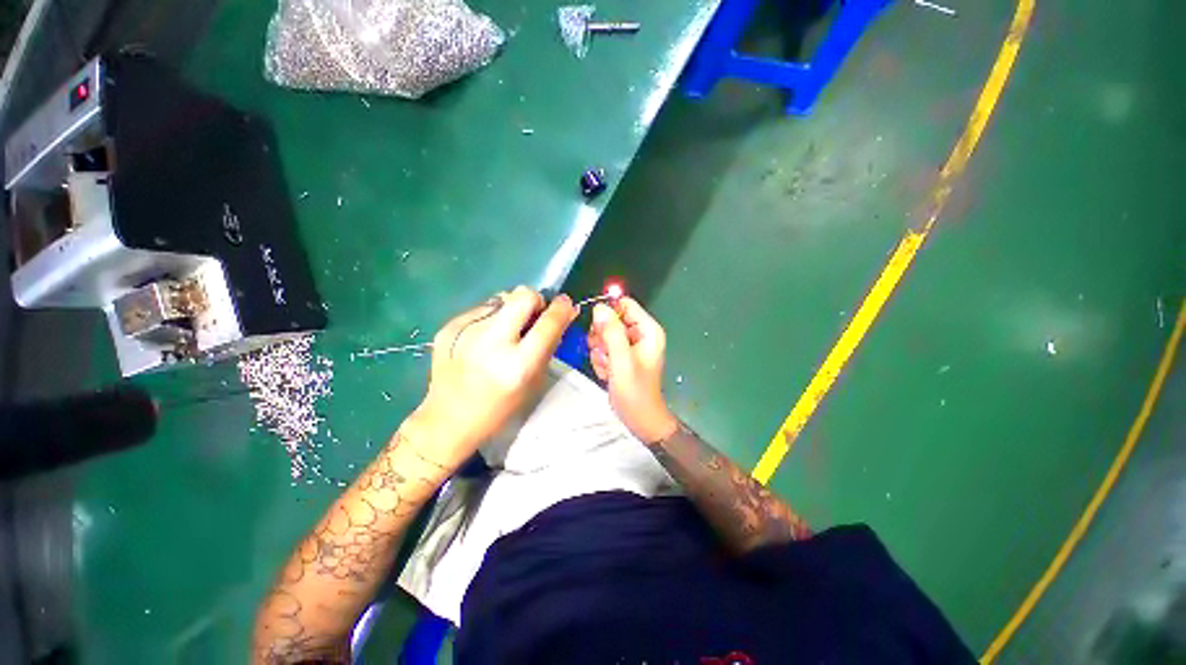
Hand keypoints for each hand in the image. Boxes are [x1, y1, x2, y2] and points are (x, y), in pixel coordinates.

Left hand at [415, 286, 576, 468]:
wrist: (448, 419)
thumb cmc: (500, 407)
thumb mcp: (534, 381)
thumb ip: (550, 345)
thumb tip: (564, 312)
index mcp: (518, 364)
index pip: (549, 322)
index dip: (561, 308)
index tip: (565, 303)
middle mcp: (492, 342)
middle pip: (523, 295)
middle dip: (534, 301)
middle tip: (532, 316)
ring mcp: (466, 331)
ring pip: (501, 298)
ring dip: (510, 311)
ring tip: (503, 333)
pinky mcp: (449, 327)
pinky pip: (481, 309)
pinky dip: (489, 319)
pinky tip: (482, 340)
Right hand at [587, 298, 677, 442]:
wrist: (639, 418)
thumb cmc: (635, 391)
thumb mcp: (621, 360)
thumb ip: (611, 332)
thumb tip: (599, 308)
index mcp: (647, 330)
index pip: (625, 304)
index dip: (608, 313)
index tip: (598, 330)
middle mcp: (639, 334)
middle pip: (611, 319)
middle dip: (602, 337)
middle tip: (605, 355)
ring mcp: (630, 345)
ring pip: (604, 335)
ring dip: (600, 351)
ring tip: (608, 368)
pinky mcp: (621, 356)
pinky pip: (603, 348)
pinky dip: (601, 360)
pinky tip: (607, 373)